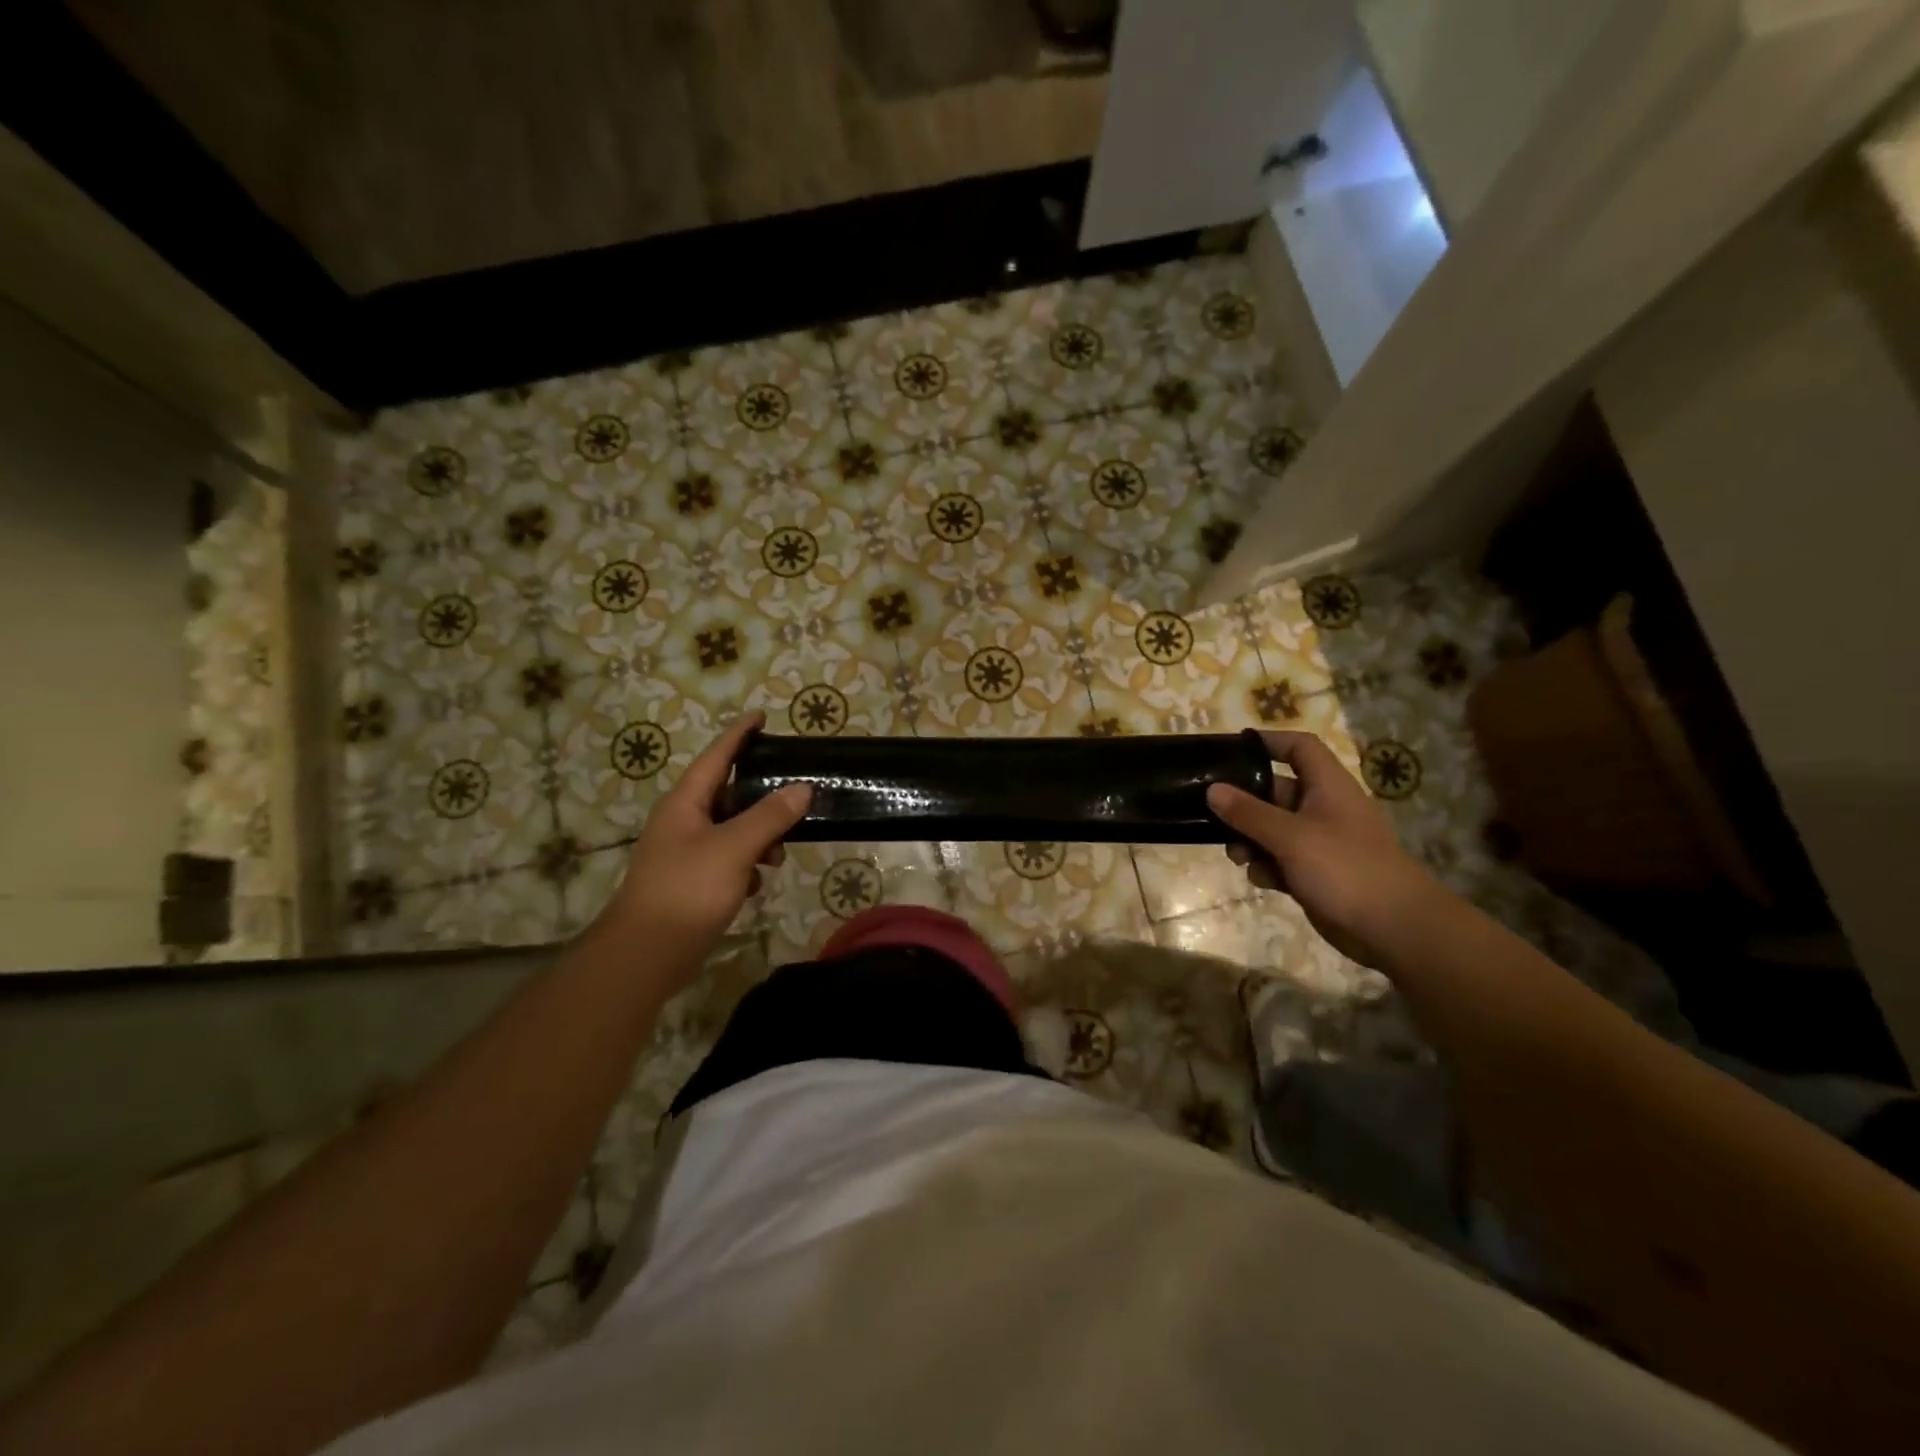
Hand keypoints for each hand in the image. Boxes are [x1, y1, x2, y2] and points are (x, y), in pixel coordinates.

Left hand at [586, 713, 810, 977]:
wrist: (646, 954)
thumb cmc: (687, 890)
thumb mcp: (735, 848)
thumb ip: (770, 816)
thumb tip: (802, 788)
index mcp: (685, 802)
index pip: (716, 756)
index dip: (739, 735)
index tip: (762, 716)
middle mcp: (683, 821)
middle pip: (728, 794)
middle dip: (762, 797)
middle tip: (796, 794)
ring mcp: (685, 852)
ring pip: (732, 829)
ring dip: (759, 836)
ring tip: (778, 855)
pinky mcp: (692, 880)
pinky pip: (728, 859)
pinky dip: (746, 865)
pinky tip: (757, 884)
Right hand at [1208, 730, 1439, 968]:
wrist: (1395, 929)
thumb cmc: (1345, 869)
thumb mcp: (1291, 837)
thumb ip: (1248, 813)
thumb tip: (1212, 789)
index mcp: (1328, 787)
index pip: (1299, 748)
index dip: (1269, 742)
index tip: (1233, 749)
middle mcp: (1323, 808)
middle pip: (1276, 791)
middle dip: (1245, 805)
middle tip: (1213, 815)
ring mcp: (1320, 842)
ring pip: (1272, 829)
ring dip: (1250, 840)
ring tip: (1237, 857)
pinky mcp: (1316, 872)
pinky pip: (1281, 859)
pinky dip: (1267, 866)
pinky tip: (1263, 881)